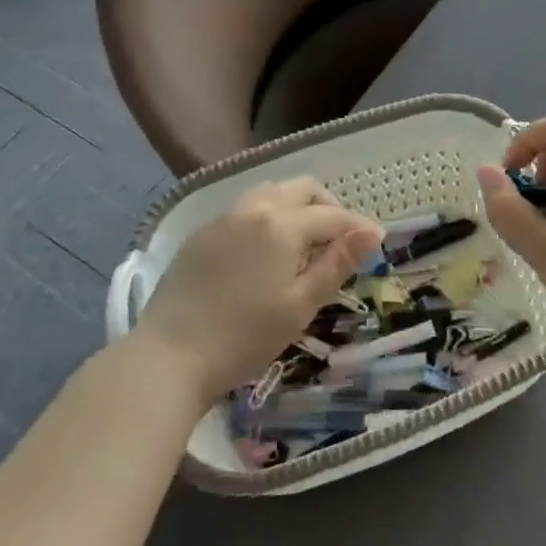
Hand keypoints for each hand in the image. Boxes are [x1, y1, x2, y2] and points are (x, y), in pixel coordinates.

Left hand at [134, 178, 380, 401]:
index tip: (377, 240)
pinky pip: (244, 209)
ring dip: (295, 206)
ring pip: (270, 192)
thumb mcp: (300, 305)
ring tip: (303, 241)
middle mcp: (254, 208)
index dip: (358, 226)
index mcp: (282, 224)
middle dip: (328, 206)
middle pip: (302, 189)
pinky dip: (267, 216)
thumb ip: (337, 263)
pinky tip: (264, 251)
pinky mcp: (201, 234)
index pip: (333, 215)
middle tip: (339, 239)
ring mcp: (223, 218)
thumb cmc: (243, 337)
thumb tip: (372, 231)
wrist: (168, 356)